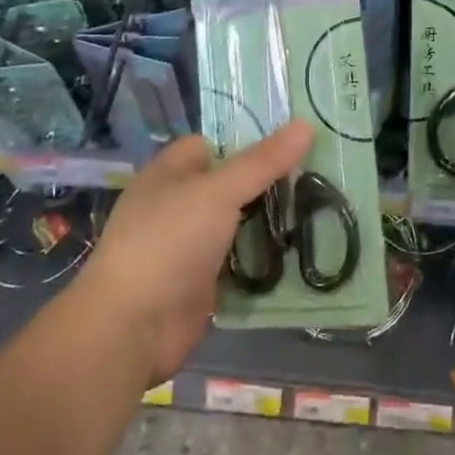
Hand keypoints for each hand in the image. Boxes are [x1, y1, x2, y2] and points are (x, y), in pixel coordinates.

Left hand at [78, 123, 311, 382]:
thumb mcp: (218, 192)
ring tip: (323, 204)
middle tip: (317, 171)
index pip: (213, 143)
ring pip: (238, 222)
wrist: (132, 329)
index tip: (294, 139)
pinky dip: (264, 256)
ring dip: (270, 219)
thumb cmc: (168, 242)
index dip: (248, 139)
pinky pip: (240, 259)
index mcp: (169, 173)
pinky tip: (301, 248)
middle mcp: (178, 204)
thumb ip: (262, 162)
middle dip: (268, 180)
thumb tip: (306, 124)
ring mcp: (189, 245)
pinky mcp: (203, 281)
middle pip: (230, 182)